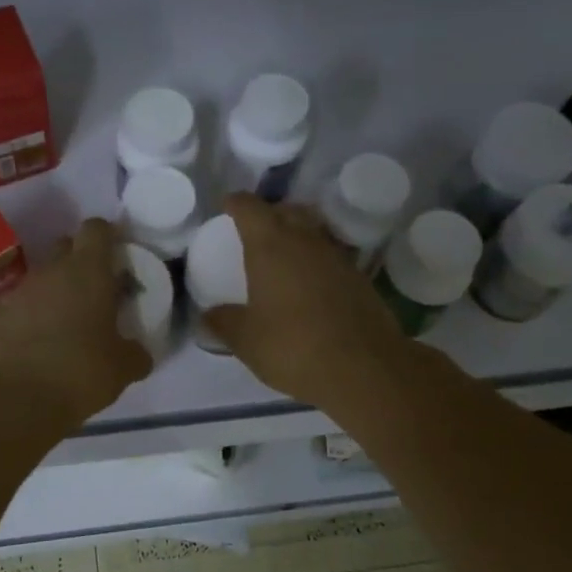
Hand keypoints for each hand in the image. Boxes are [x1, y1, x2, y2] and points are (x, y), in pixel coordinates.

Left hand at [0, 217, 153, 431]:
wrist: (16, 401)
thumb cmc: (81, 373)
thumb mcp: (124, 367)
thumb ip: (136, 352)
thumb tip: (139, 353)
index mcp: (87, 271)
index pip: (96, 228)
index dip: (108, 237)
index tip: (118, 257)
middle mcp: (51, 271)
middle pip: (66, 246)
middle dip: (81, 261)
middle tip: (97, 291)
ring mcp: (19, 292)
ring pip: (43, 277)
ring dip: (57, 291)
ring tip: (69, 324)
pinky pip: (22, 305)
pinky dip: (33, 316)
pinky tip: (42, 344)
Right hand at [205, 194, 409, 410]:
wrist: (364, 368)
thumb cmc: (293, 347)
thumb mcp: (246, 340)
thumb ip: (224, 322)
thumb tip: (207, 315)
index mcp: (270, 246)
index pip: (250, 208)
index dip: (237, 203)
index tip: (228, 205)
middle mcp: (305, 241)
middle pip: (287, 211)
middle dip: (270, 214)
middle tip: (256, 229)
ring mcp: (337, 257)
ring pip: (313, 231)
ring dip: (298, 234)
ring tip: (284, 254)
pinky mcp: (360, 278)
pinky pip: (331, 256)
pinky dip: (317, 260)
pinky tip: (311, 282)